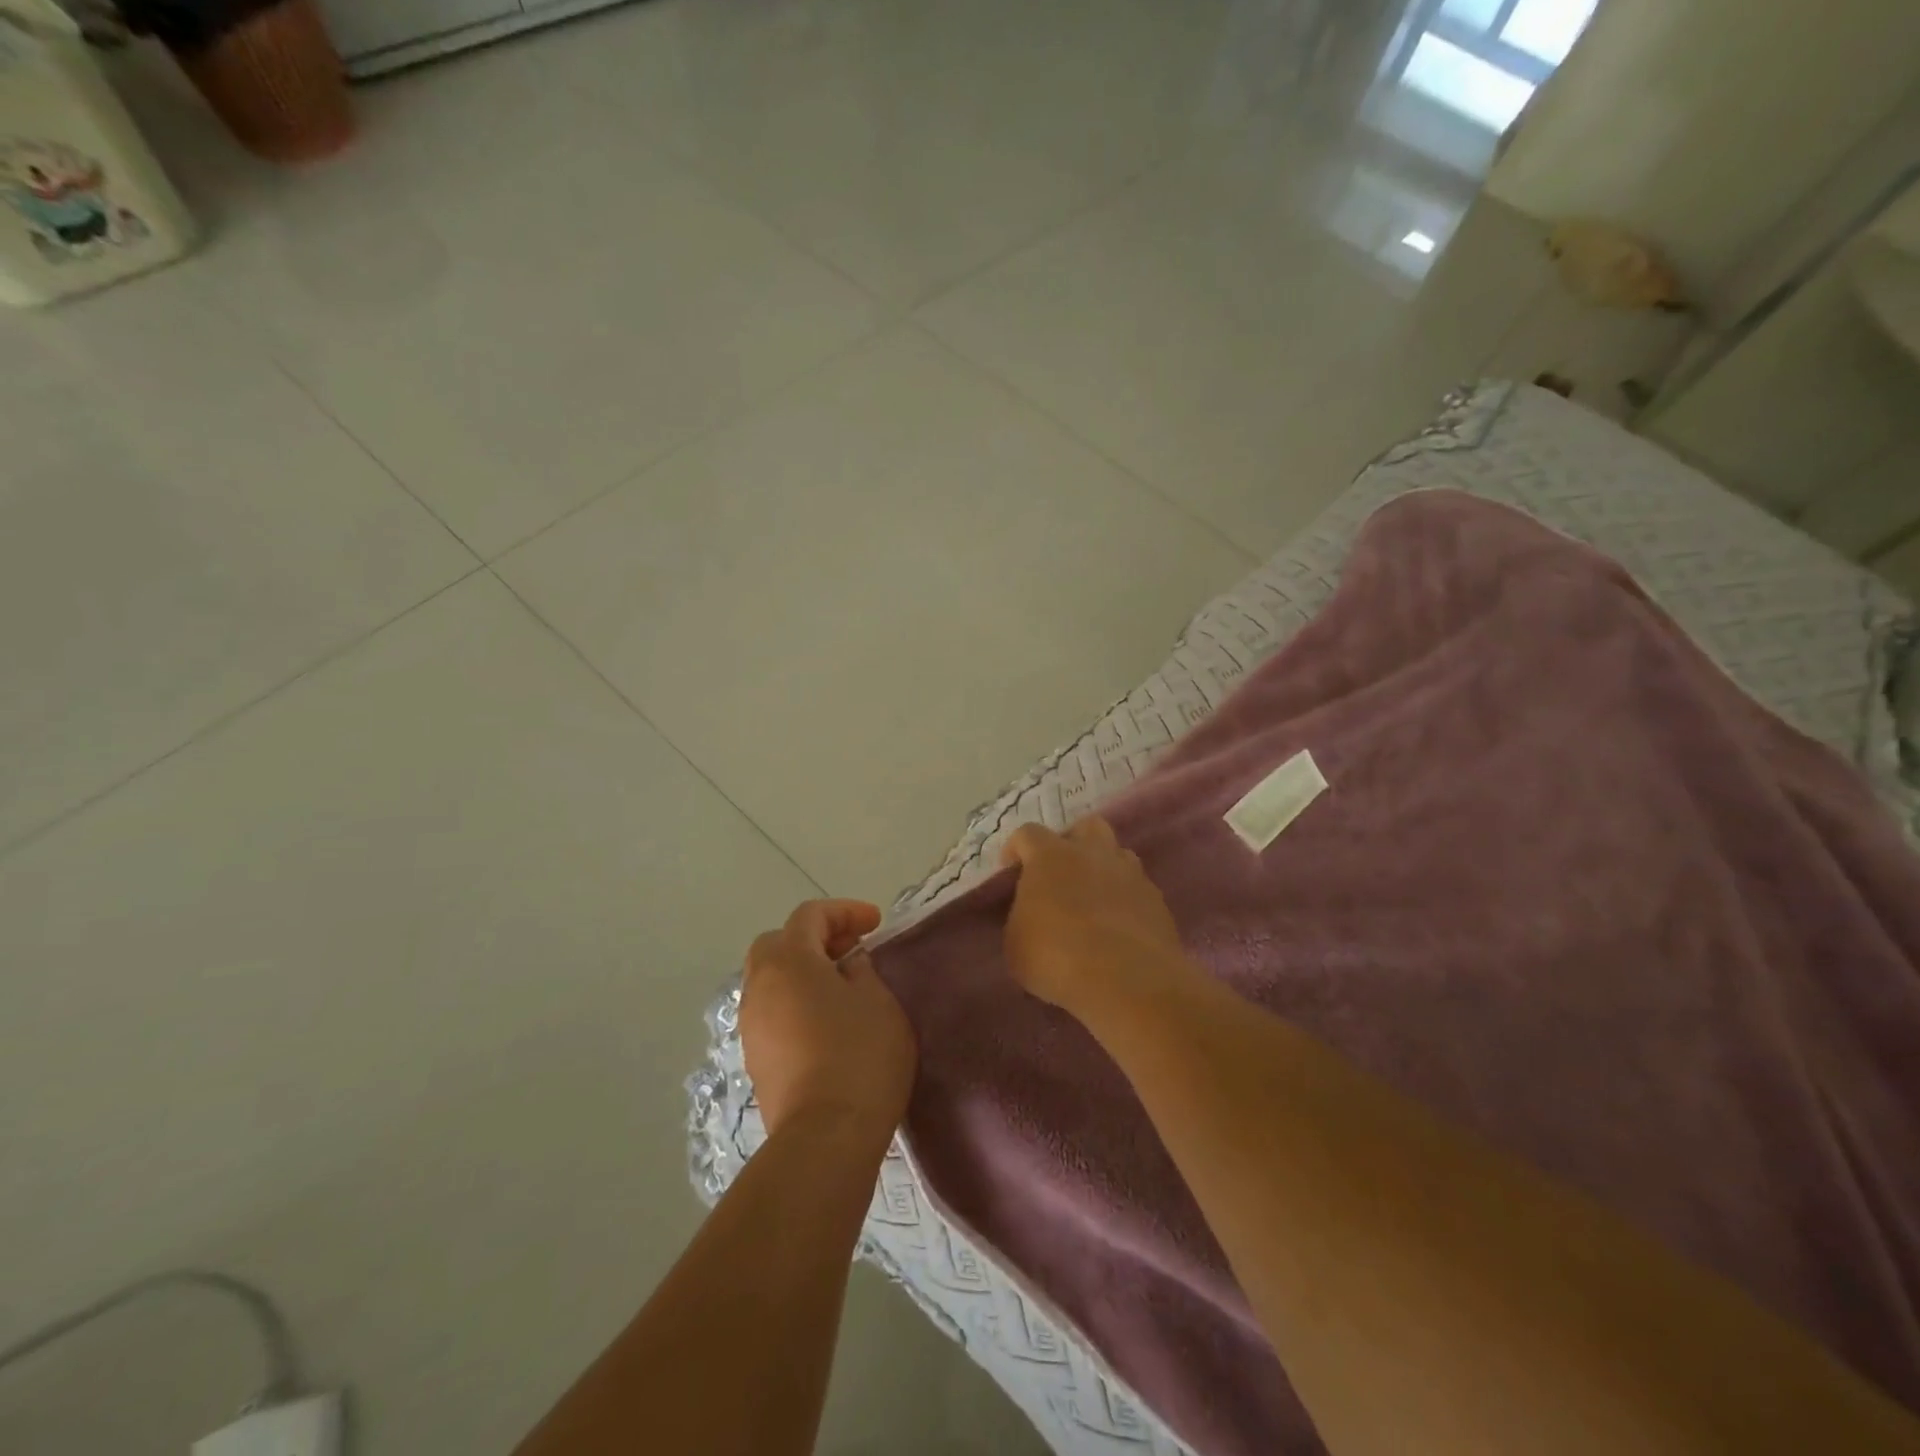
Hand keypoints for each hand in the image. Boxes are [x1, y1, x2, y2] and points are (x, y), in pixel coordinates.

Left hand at [740, 900, 915, 1147]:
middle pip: (779, 943)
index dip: (845, 912)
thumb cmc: (859, 1055)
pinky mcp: (756, 1059)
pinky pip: (772, 1011)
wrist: (825, 1136)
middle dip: (815, 938)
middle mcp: (760, 986)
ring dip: (803, 971)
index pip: (810, 916)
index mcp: (789, 961)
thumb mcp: (877, 1000)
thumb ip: (861, 970)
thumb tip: (847, 963)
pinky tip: (826, 1020)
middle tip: (851, 950)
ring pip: (771, 978)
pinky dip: (796, 1000)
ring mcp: (752, 1025)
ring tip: (842, 985)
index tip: (876, 924)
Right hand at [1000, 818, 1194, 1018]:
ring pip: (1118, 854)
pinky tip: (1118, 926)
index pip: (1027, 834)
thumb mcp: (1015, 943)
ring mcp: (1130, 874)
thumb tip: (1029, 916)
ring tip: (1093, 899)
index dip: (1015, 849)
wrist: (1126, 979)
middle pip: (1085, 827)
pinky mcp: (1156, 900)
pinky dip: (1125, 899)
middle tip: (1061, 873)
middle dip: (1072, 843)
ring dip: (1103, 869)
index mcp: (1050, 856)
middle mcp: (1092, 853)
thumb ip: (1020, 919)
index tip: (1010, 871)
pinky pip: (1137, 888)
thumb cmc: (1056, 955)